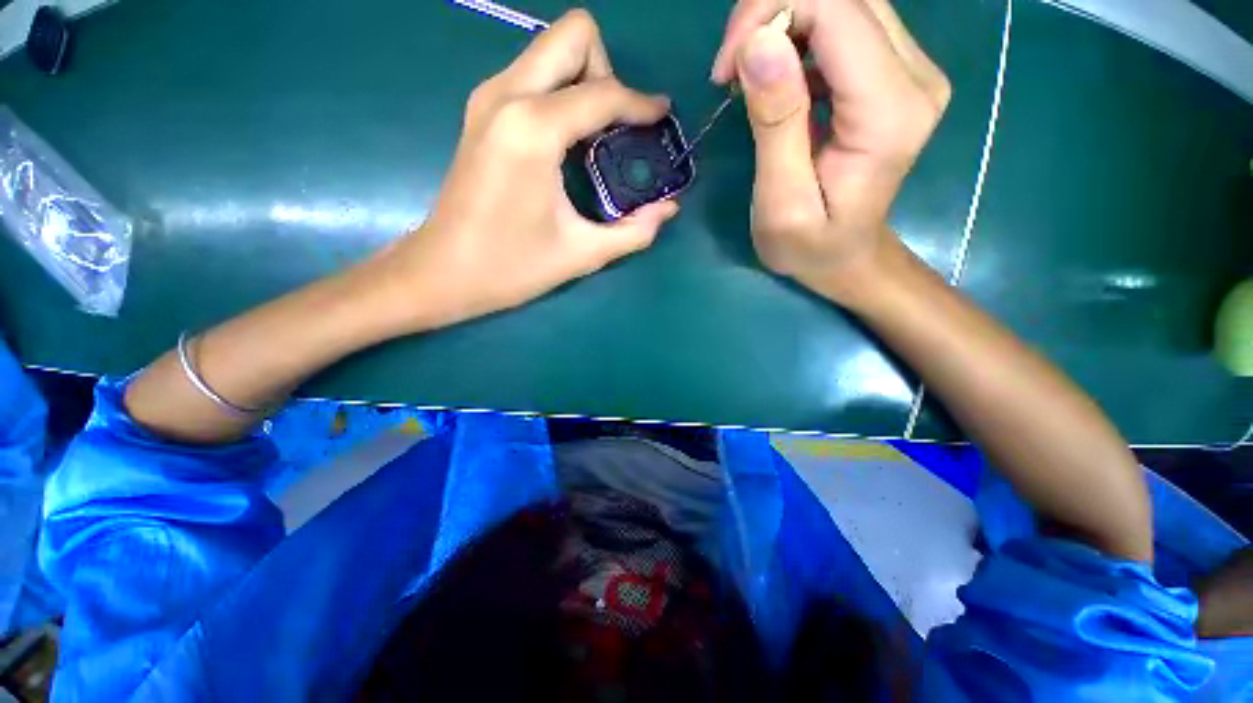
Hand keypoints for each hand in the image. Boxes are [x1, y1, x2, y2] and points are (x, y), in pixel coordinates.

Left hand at [376, 10, 677, 330]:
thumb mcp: (582, 254)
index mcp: (533, 129)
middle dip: (606, 73)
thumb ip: (634, 231)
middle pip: (573, 35)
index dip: (641, 104)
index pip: (603, 92)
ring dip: (583, 81)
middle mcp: (507, 95)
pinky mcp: (481, 111)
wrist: (443, 272)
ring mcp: (488, 98)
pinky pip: (533, 75)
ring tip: (594, 140)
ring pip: (550, 49)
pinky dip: (560, 94)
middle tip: (615, 129)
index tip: (662, 120)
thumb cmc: (511, 267)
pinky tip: (567, 142)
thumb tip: (669, 209)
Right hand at [711, 0, 949, 302]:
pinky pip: (846, 23)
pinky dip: (799, 35)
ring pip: (845, 1)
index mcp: (888, 111)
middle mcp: (914, 74)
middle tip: (731, 68)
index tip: (725, 69)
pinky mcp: (895, 72)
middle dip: (772, 12)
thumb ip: (776, 124)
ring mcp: (911, 68)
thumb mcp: (782, 203)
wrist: (847, 256)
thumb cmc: (810, 246)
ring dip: (783, 21)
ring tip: (748, 74)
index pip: (836, 8)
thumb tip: (759, 42)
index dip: (768, 14)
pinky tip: (776, 76)